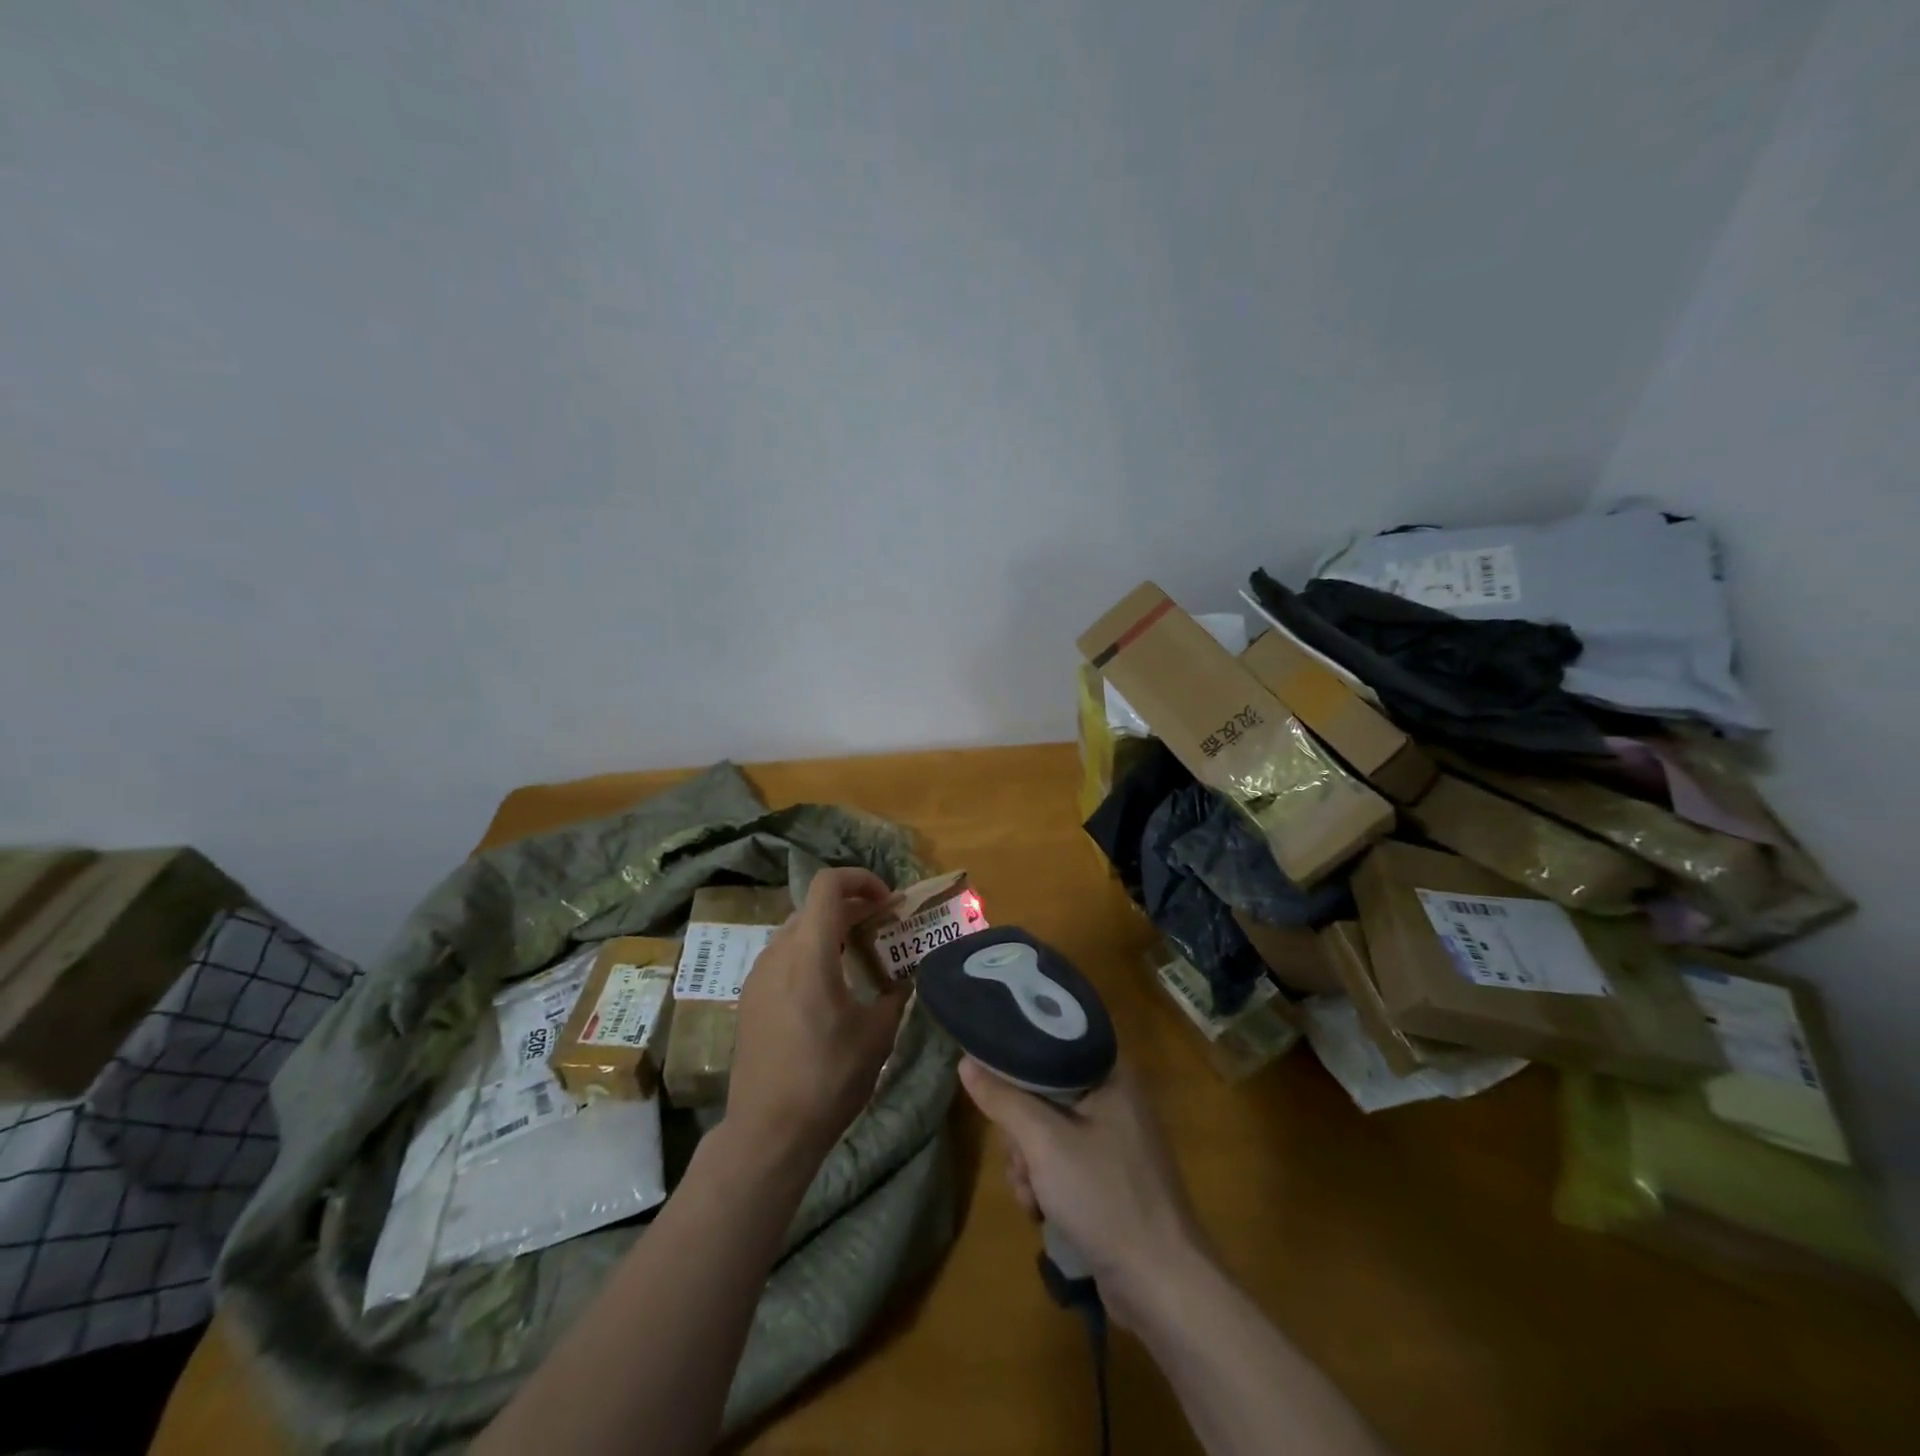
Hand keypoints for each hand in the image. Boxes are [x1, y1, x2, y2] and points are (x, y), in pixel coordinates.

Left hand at [727, 867, 906, 1163]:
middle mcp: (778, 953)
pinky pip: (783, 956)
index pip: (828, 884)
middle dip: (852, 907)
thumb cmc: (828, 1078)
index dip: (861, 879)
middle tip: (882, 930)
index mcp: (810, 952)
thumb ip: (895, 994)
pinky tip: (827, 989)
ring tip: (858, 959)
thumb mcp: (878, 1034)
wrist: (768, 1131)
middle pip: (814, 905)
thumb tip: (906, 979)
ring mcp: (758, 974)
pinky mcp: (749, 997)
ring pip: (797, 929)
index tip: (887, 903)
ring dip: (830, 930)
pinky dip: (810, 953)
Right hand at [959, 1055, 1207, 1324]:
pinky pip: (1063, 1162)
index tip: (994, 1085)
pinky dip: (1046, 1184)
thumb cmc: (1105, 1196)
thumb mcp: (1044, 1142)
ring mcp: (1115, 1141)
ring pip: (1048, 1132)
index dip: (1018, 1062)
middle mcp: (1116, 1098)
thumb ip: (1003, 1099)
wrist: (1161, 1286)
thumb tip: (966, 1062)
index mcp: (1111, 1073)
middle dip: (1021, 1131)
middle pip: (1044, 1092)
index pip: (1053, 1043)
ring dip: (1029, 1164)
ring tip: (1031, 1196)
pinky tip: (1040, 1212)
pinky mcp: (1110, 1178)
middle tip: (1021, 1159)